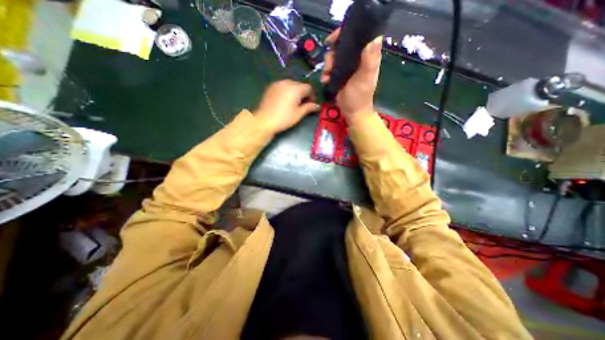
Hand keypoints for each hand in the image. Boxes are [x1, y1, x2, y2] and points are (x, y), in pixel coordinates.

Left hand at [254, 79, 319, 132]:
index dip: (312, 96)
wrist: (264, 120)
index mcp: (296, 88)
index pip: (309, 88)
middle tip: (303, 105)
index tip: (311, 104)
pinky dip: (286, 92)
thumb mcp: (299, 114)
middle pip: (299, 85)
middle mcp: (287, 82)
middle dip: (303, 94)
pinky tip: (284, 101)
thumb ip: (309, 107)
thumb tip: (318, 106)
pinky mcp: (270, 87)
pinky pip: (282, 87)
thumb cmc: (284, 118)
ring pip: (291, 85)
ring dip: (295, 92)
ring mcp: (277, 84)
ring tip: (293, 103)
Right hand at [322, 28, 381, 122]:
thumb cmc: (360, 97)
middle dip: (332, 54)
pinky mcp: (339, 75)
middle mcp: (356, 59)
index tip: (333, 40)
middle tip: (329, 66)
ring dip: (327, 65)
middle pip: (341, 46)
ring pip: (333, 57)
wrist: (352, 112)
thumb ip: (370, 60)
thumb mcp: (365, 78)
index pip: (357, 36)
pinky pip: (329, 69)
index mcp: (366, 56)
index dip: (345, 34)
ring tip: (326, 76)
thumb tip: (375, 38)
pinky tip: (325, 81)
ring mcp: (347, 67)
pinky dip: (325, 73)